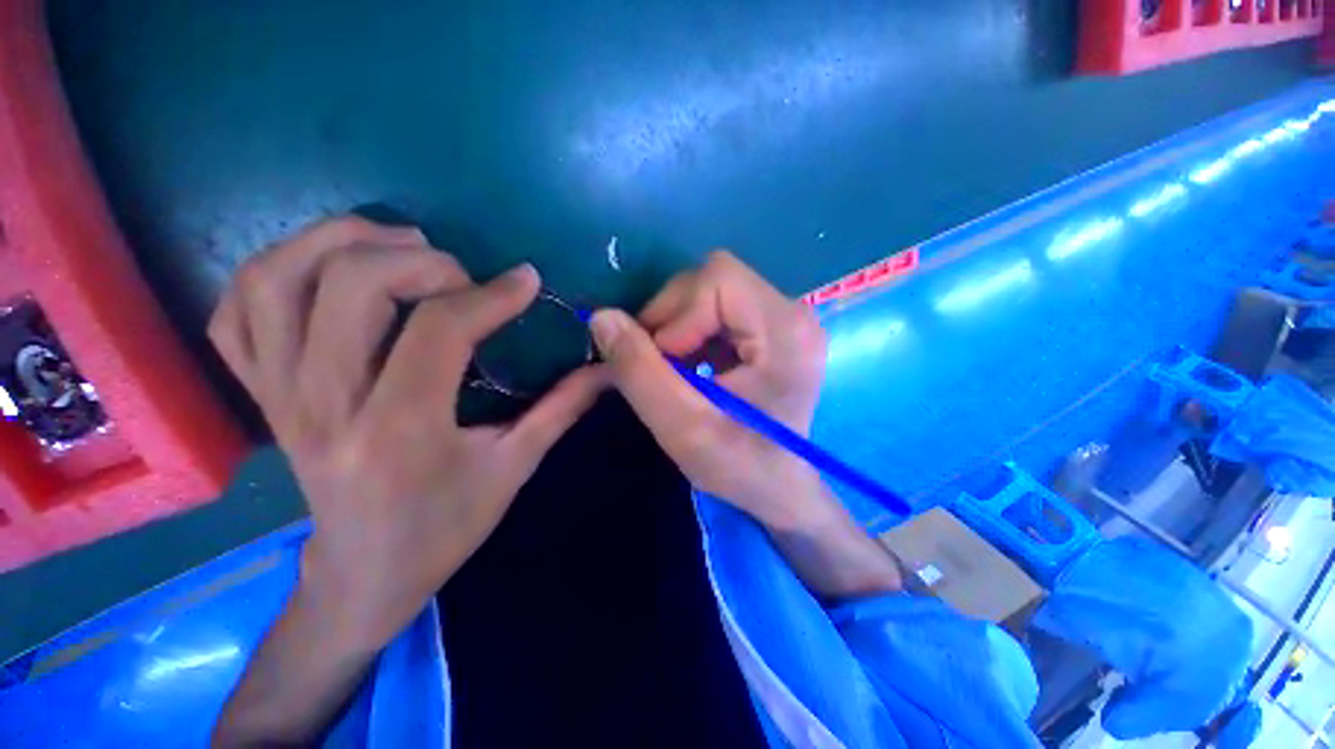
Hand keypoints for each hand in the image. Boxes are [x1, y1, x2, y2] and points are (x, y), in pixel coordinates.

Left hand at [209, 216, 603, 647]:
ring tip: (395, 246)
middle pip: (351, 286)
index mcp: (401, 431)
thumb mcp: (516, 468)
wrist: (362, 575)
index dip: (491, 294)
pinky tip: (325, 272)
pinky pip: (231, 311)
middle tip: (460, 273)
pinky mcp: (257, 395)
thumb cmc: (446, 527)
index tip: (526, 281)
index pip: (439, 330)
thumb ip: (562, 408)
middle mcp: (325, 405)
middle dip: (419, 260)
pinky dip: (275, 271)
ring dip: (339, 241)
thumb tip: (606, 368)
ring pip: (277, 281)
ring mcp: (279, 396)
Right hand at [589, 251, 899, 596]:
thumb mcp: (682, 427)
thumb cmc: (740, 466)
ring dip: (680, 326)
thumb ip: (639, 371)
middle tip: (661, 365)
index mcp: (785, 332)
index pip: (718, 279)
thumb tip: (602, 317)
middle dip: (674, 318)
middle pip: (715, 279)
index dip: (677, 313)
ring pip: (713, 292)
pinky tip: (694, 367)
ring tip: (676, 370)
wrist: (779, 488)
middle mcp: (793, 314)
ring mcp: (786, 319)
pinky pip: (720, 309)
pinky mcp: (774, 329)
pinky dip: (694, 332)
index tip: (662, 362)